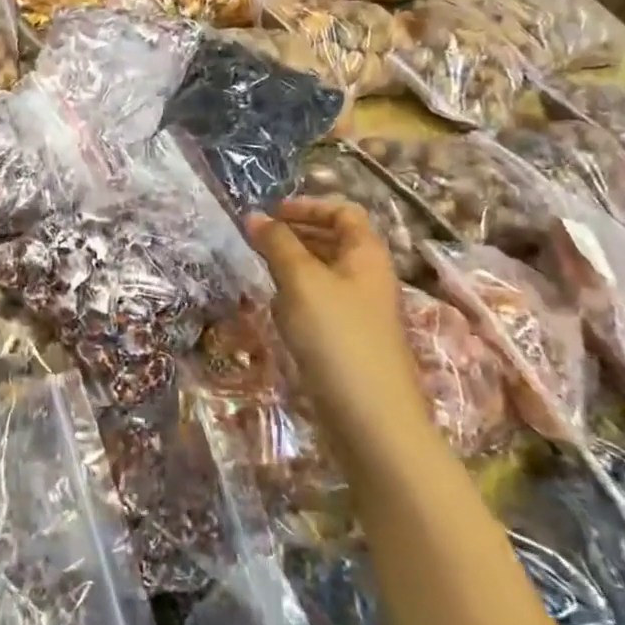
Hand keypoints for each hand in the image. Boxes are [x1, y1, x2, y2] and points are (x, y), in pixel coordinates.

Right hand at [247, 198, 429, 448]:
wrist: (371, 418)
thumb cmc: (337, 337)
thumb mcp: (301, 281)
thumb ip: (277, 244)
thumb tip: (254, 216)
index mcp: (367, 255)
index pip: (344, 212)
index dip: (309, 206)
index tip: (272, 213)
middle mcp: (368, 278)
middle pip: (336, 239)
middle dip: (297, 232)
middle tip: (259, 237)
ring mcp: (361, 311)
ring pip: (326, 272)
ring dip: (295, 263)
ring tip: (261, 267)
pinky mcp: (349, 340)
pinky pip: (321, 302)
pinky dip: (298, 294)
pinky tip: (277, 308)